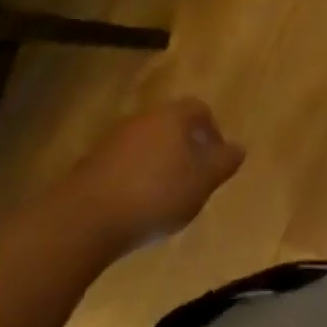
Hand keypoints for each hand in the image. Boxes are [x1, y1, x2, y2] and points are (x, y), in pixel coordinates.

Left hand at [70, 98, 245, 249]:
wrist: (86, 217)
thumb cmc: (155, 194)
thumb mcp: (201, 182)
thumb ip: (223, 163)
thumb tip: (240, 148)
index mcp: (173, 116)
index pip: (199, 109)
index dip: (212, 131)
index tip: (216, 159)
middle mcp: (144, 118)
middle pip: (172, 124)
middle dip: (186, 147)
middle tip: (193, 178)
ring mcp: (115, 138)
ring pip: (148, 143)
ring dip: (159, 163)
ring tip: (165, 196)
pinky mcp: (93, 162)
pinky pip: (125, 162)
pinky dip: (136, 177)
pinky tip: (137, 205)